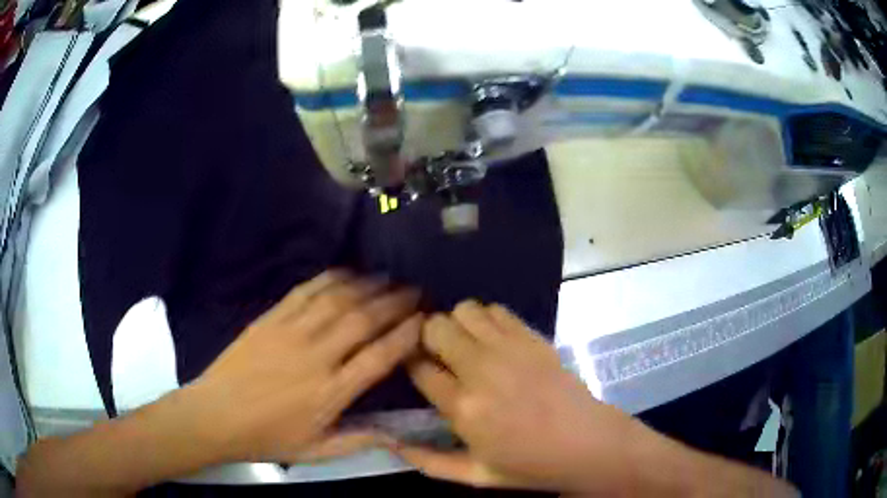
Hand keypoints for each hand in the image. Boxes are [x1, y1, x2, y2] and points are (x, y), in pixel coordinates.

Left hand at [188, 270, 421, 463]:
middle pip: (364, 321)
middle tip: (415, 291)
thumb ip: (359, 441)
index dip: (406, 335)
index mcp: (331, 392)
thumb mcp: (316, 452)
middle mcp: (317, 356)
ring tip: (388, 278)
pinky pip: (306, 291)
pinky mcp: (271, 319)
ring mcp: (291, 333)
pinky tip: (347, 273)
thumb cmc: (267, 438)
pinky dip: (330, 279)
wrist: (215, 415)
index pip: (380, 356)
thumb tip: (397, 436)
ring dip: (368, 286)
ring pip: (338, 300)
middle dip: (395, 303)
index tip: (424, 320)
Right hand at [399, 301, 641, 492]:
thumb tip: (389, 443)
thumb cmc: (530, 465)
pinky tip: (492, 340)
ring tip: (465, 346)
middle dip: (428, 338)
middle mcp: (481, 370)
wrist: (588, 444)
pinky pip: (496, 310)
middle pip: (435, 328)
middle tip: (438, 355)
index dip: (411, 363)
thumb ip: (426, 461)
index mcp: (463, 408)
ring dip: (457, 324)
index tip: (416, 368)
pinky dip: (485, 319)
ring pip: (464, 310)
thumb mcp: (474, 476)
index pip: (417, 367)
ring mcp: (510, 349)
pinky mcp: (533, 338)